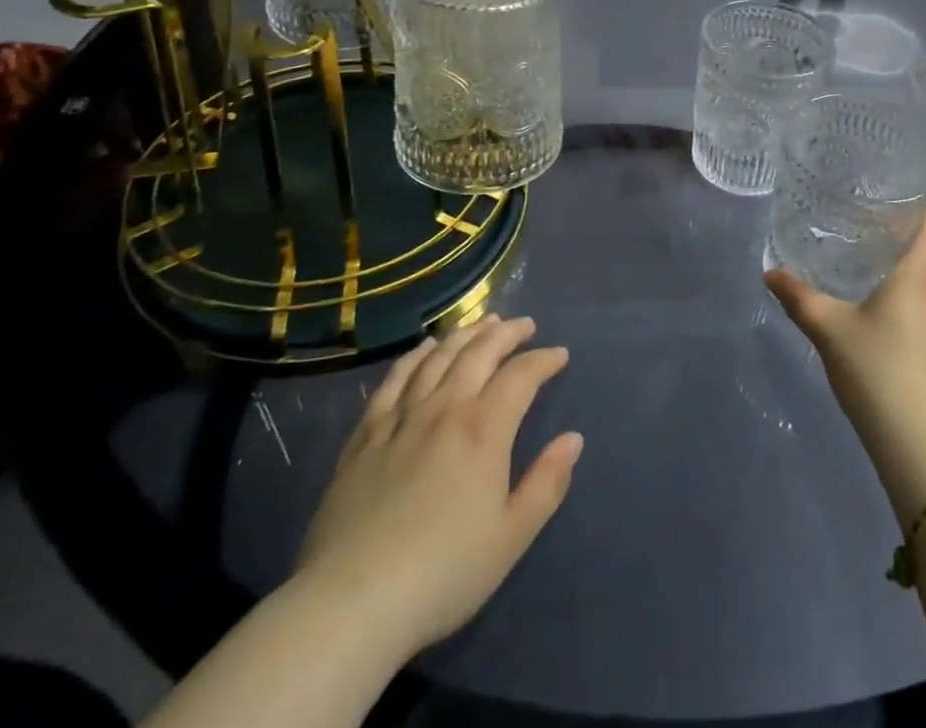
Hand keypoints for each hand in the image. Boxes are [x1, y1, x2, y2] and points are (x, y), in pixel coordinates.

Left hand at [294, 316, 582, 658]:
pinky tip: (424, 348)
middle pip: (479, 352)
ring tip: (482, 323)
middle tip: (524, 325)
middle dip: (506, 333)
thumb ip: (546, 483)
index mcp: (484, 429)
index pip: (521, 376)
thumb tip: (572, 439)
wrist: (352, 603)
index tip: (559, 355)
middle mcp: (445, 408)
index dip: (543, 360)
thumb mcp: (511, 537)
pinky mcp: (365, 435)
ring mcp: (401, 418)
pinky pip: (394, 380)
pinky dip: (415, 356)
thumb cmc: (444, 573)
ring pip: (438, 357)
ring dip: (465, 334)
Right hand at [765, 212, 925, 520]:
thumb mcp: (827, 329)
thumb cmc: (875, 369)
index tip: (899, 206)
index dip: (924, 213)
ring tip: (886, 295)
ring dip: (919, 290)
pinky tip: (901, 337)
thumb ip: (799, 297)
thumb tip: (769, 273)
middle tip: (876, 251)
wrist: (919, 443)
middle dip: (910, 253)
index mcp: (920, 278)